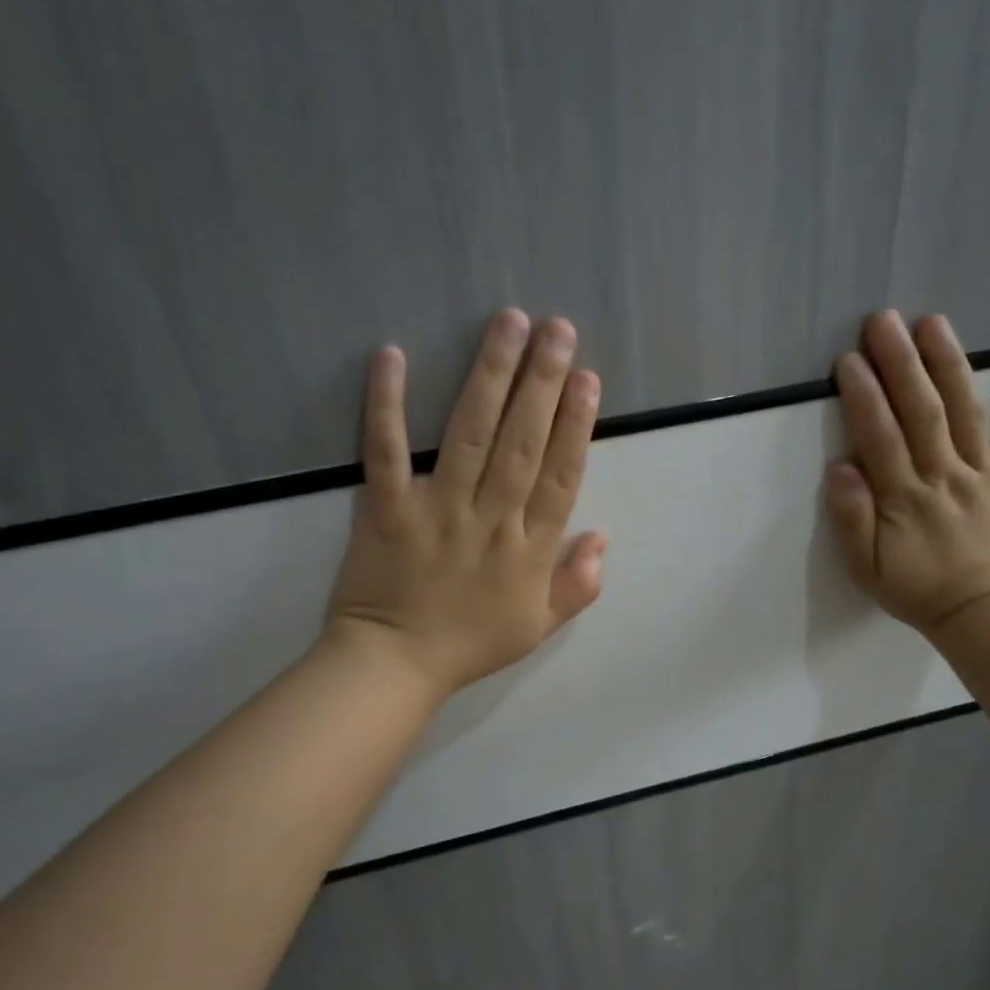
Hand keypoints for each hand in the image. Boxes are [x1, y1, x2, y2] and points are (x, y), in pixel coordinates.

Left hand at [325, 309, 606, 695]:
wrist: (394, 666)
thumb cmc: (470, 645)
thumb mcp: (539, 627)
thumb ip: (577, 585)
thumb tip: (604, 537)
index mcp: (529, 549)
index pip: (560, 476)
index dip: (576, 426)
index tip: (588, 380)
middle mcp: (490, 519)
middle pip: (522, 442)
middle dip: (543, 382)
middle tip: (558, 329)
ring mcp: (437, 510)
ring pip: (470, 434)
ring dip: (490, 376)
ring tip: (508, 323)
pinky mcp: (385, 508)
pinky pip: (385, 451)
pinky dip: (386, 404)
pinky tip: (393, 356)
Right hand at [825, 311, 989, 640]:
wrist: (977, 611)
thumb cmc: (912, 588)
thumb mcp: (864, 568)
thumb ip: (851, 519)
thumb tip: (840, 468)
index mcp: (905, 499)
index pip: (881, 439)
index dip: (864, 397)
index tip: (849, 360)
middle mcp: (944, 476)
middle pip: (921, 413)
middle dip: (900, 364)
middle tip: (883, 320)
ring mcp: (983, 472)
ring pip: (964, 411)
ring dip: (948, 363)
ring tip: (933, 322)